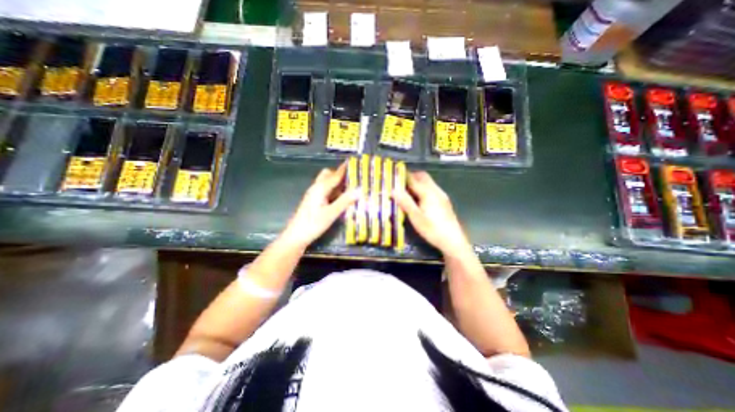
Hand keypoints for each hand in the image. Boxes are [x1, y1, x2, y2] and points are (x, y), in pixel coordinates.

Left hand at [281, 162, 361, 248]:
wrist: (296, 236)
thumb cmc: (313, 224)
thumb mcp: (331, 213)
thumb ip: (345, 201)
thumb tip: (360, 190)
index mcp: (320, 188)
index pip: (335, 175)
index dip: (345, 168)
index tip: (355, 162)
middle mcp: (317, 188)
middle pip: (329, 175)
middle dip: (341, 174)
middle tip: (354, 178)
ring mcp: (315, 194)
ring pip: (327, 183)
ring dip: (338, 183)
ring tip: (352, 187)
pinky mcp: (314, 201)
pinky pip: (326, 191)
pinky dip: (335, 191)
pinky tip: (342, 198)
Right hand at [393, 170, 473, 257]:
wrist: (453, 241)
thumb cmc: (432, 230)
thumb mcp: (416, 217)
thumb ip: (405, 202)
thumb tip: (393, 190)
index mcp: (428, 193)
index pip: (413, 179)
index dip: (403, 176)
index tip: (393, 175)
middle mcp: (436, 191)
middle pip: (423, 177)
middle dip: (411, 176)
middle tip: (400, 182)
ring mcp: (441, 195)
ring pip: (428, 182)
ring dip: (417, 182)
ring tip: (406, 190)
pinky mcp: (444, 201)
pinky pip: (432, 188)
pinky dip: (423, 188)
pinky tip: (418, 199)